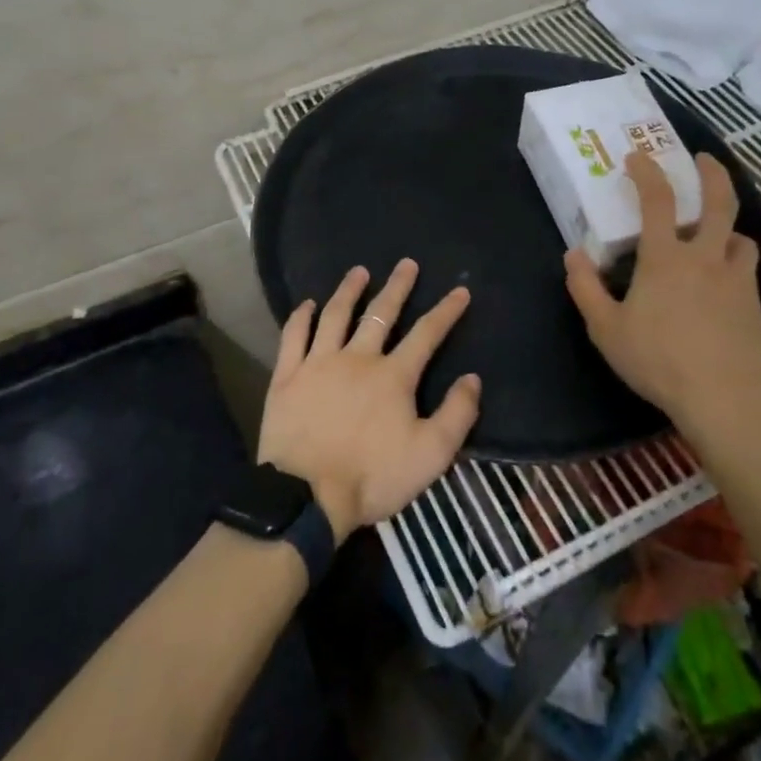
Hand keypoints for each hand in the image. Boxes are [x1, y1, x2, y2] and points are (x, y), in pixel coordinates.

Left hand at [257, 260, 479, 538]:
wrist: (307, 496)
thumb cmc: (372, 477)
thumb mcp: (431, 455)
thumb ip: (457, 414)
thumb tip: (473, 379)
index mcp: (393, 375)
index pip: (426, 334)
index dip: (446, 311)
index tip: (460, 291)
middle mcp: (357, 358)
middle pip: (380, 314)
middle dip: (397, 287)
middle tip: (406, 264)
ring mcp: (318, 363)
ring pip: (335, 315)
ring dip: (348, 291)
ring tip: (358, 271)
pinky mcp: (287, 376)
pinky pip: (293, 337)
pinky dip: (300, 317)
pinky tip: (306, 304)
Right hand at [564, 150, 760, 443]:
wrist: (722, 399)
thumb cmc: (657, 360)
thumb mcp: (606, 328)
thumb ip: (585, 288)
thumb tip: (573, 255)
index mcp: (665, 258)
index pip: (657, 199)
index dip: (647, 172)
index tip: (637, 156)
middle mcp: (705, 258)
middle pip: (719, 202)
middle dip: (713, 174)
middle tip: (705, 160)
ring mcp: (736, 280)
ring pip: (743, 237)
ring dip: (730, 228)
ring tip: (719, 233)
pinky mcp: (756, 305)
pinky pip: (748, 271)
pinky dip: (737, 263)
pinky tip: (725, 282)